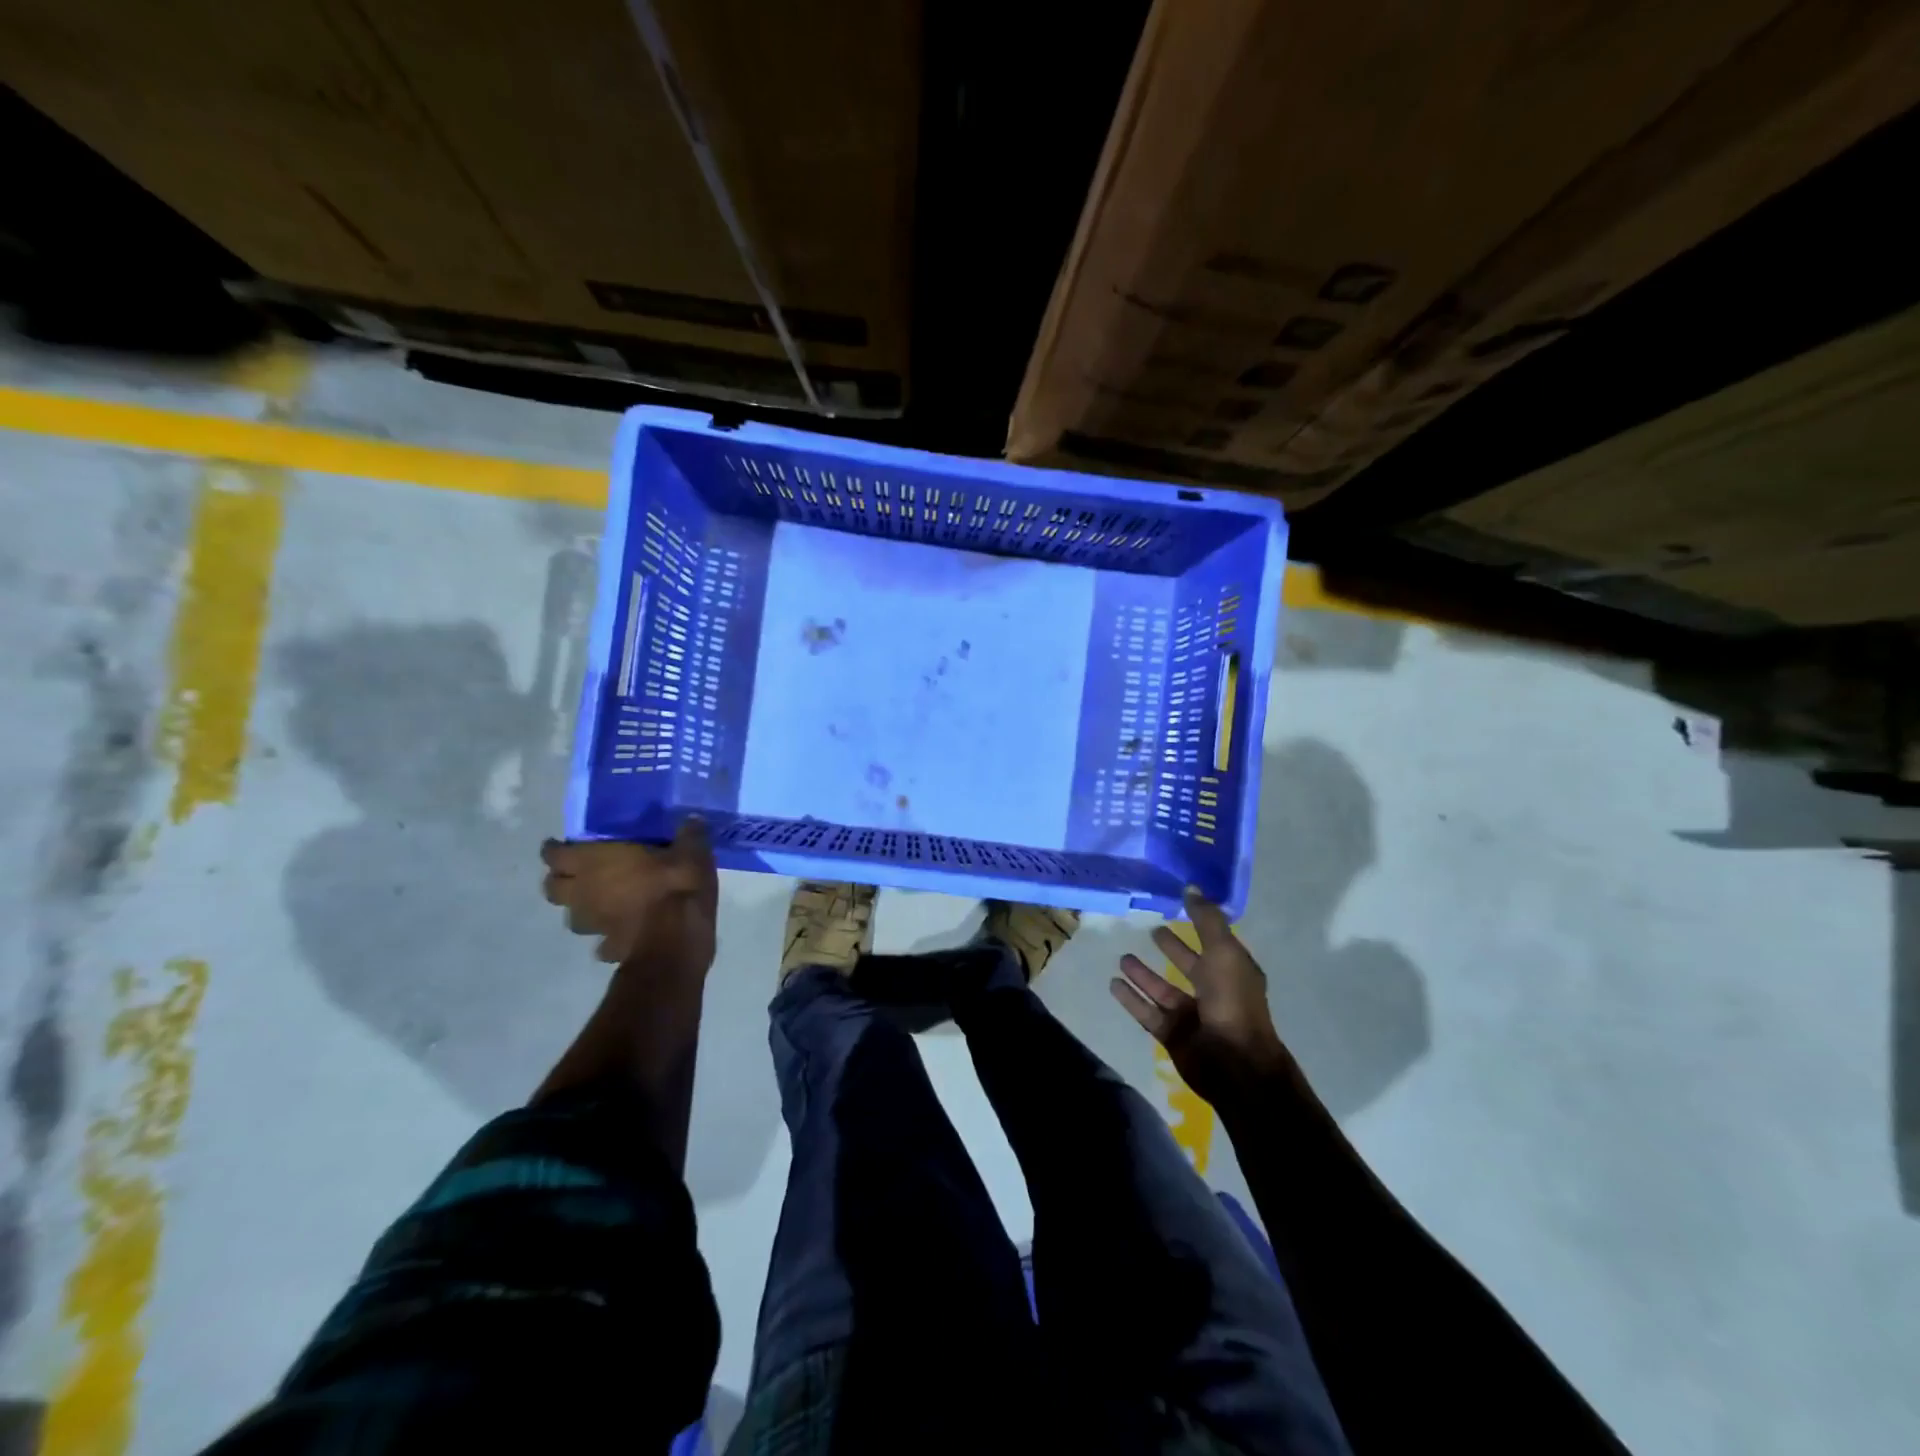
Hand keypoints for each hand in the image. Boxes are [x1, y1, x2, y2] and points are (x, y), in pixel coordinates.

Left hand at [541, 819, 717, 973]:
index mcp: (592, 863)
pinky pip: (601, 941)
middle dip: (561, 881)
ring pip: (573, 917)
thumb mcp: (692, 851)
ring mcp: (594, 924)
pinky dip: (607, 936)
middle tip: (580, 873)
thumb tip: (692, 818)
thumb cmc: (675, 885)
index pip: (555, 855)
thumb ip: (689, 834)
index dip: (555, 850)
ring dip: (583, 909)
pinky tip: (623, 932)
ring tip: (602, 903)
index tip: (563, 845)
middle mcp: (583, 893)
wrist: (676, 940)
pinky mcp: (609, 948)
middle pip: (553, 889)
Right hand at [1112, 887, 1296, 1104]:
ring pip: (1162, 989)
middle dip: (1172, 948)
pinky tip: (1113, 983)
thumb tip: (1190, 887)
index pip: (1213, 941)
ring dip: (1144, 974)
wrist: (1235, 1065)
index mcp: (1232, 971)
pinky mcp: (1172, 1035)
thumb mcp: (1223, 953)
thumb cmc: (1232, 1003)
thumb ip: (1206, 920)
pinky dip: (1131, 998)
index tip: (1179, 904)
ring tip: (1122, 957)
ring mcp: (1192, 1015)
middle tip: (1152, 930)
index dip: (1199, 923)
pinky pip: (1147, 1011)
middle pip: (1189, 964)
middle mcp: (1213, 991)